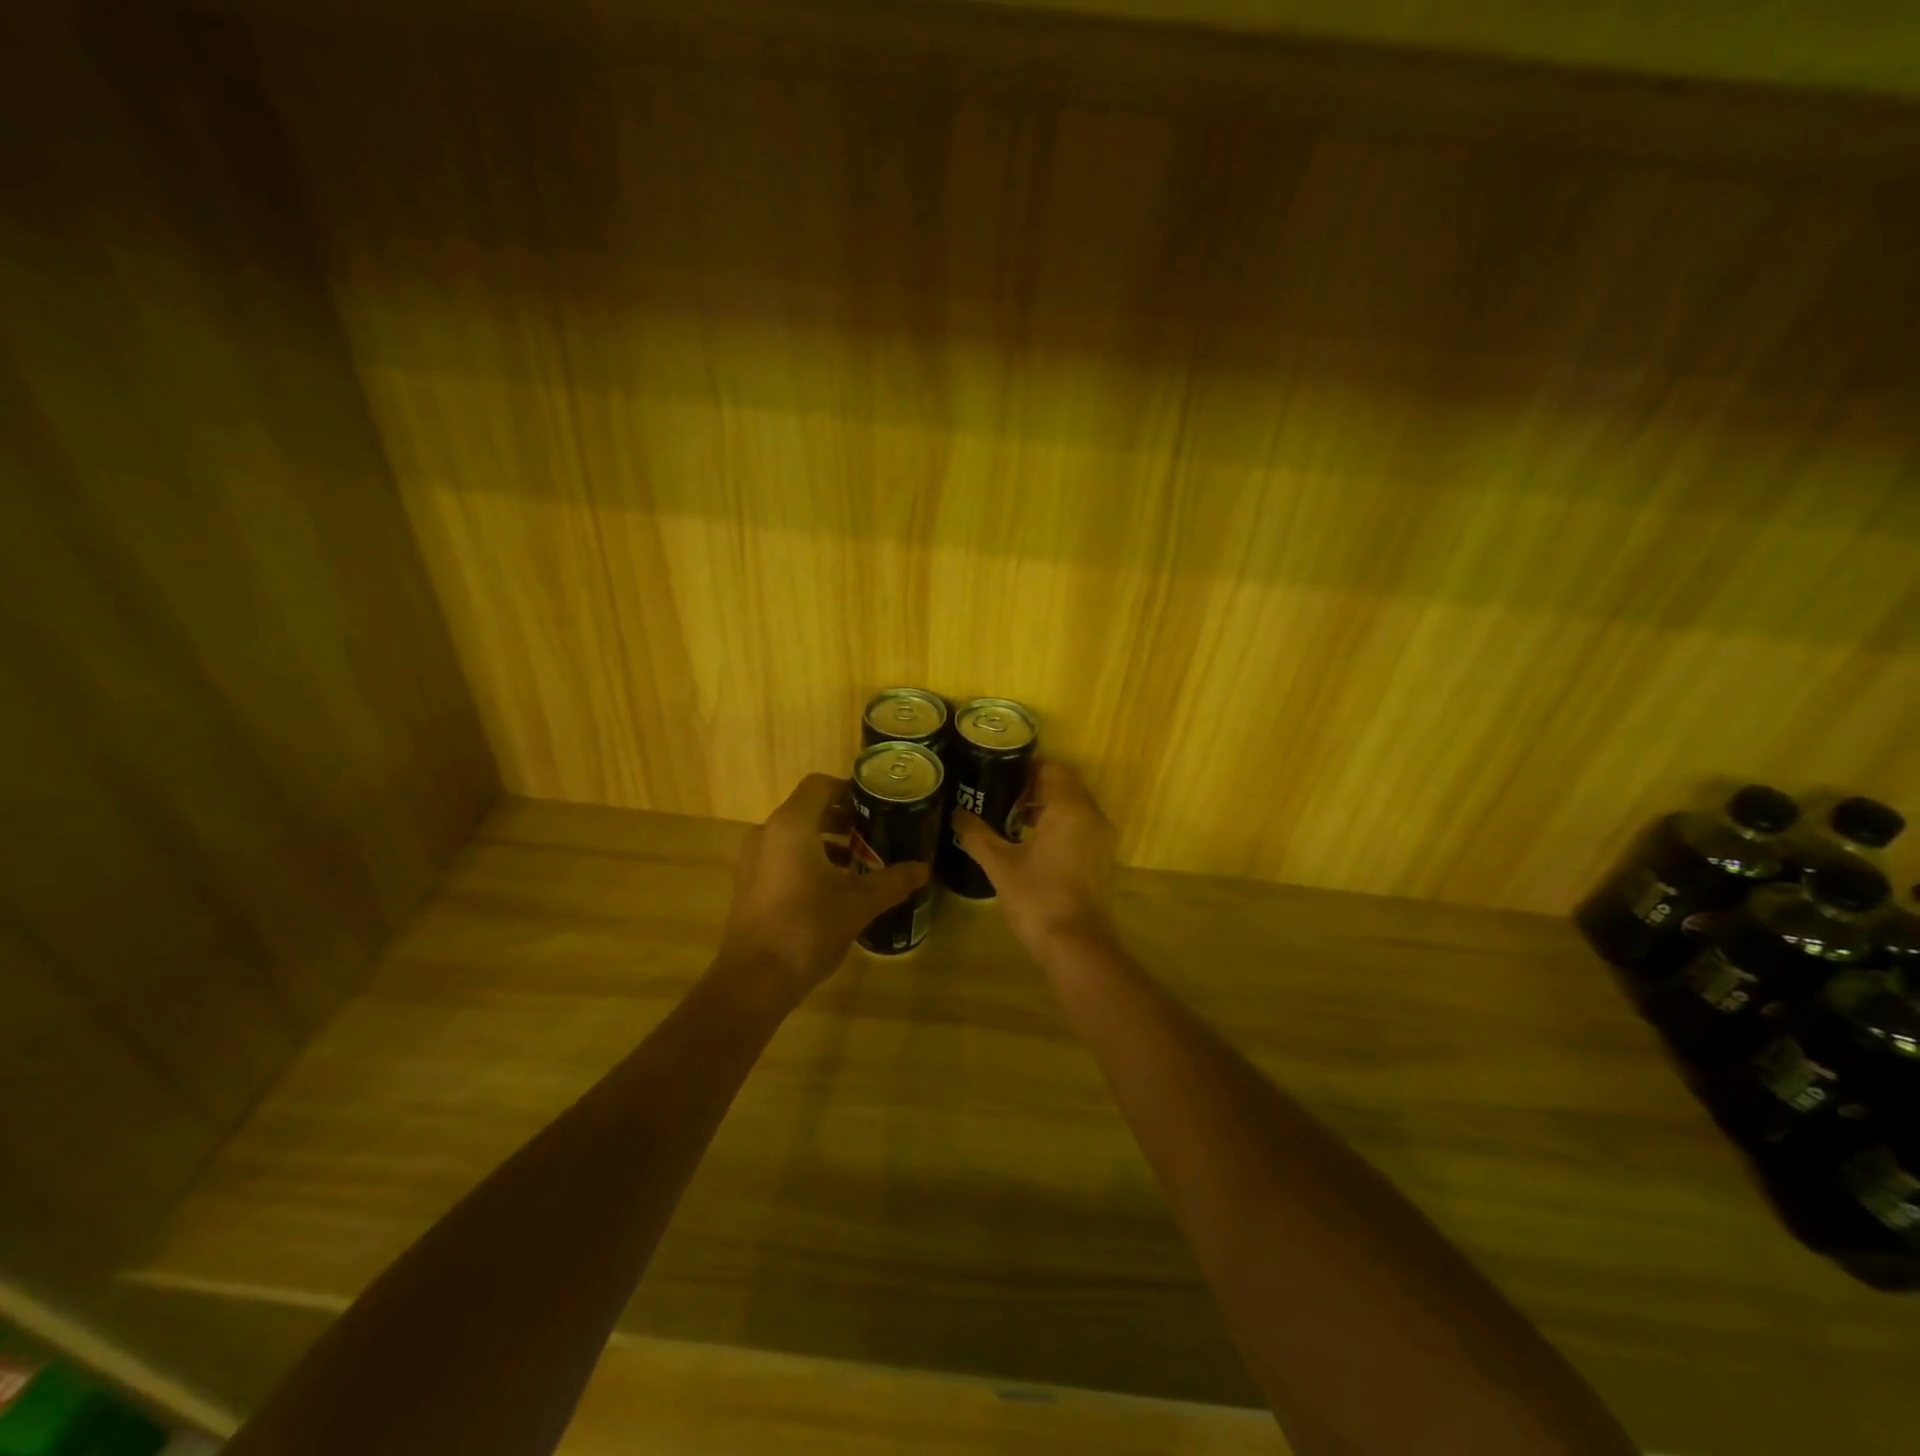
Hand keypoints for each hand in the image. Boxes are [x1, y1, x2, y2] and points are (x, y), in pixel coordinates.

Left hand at [717, 773, 928, 1001]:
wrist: (754, 980)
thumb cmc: (807, 927)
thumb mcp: (859, 903)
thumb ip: (892, 881)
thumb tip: (923, 869)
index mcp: (792, 825)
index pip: (820, 785)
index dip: (849, 790)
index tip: (877, 805)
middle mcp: (768, 833)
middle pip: (808, 810)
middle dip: (843, 819)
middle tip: (876, 834)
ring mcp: (754, 860)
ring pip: (796, 836)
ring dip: (828, 842)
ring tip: (861, 863)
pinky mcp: (751, 884)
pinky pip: (783, 857)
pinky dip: (810, 861)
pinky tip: (835, 888)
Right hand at [954, 759, 1116, 954]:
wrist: (1076, 946)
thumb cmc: (1038, 897)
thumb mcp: (1000, 865)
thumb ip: (977, 835)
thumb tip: (957, 815)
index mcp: (1070, 808)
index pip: (1055, 768)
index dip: (1029, 766)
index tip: (1002, 772)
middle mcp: (1093, 817)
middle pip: (1066, 787)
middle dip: (1035, 788)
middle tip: (1001, 794)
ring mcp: (1102, 841)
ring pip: (1075, 810)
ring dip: (1047, 809)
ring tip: (1011, 819)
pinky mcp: (1102, 862)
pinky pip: (1081, 830)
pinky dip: (1060, 829)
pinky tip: (1031, 846)